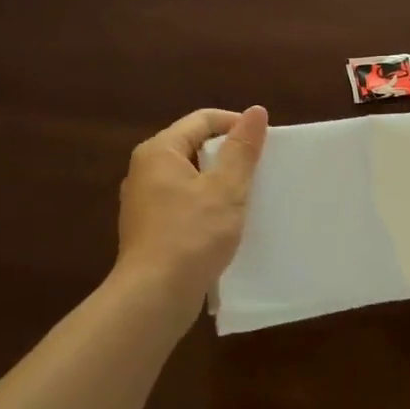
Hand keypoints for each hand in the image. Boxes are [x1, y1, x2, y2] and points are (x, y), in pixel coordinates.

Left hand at [115, 106, 267, 313]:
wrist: (154, 297)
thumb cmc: (192, 235)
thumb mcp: (226, 188)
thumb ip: (242, 148)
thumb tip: (256, 111)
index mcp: (159, 152)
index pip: (202, 120)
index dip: (236, 125)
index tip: (265, 143)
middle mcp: (145, 171)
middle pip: (194, 147)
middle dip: (229, 155)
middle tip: (260, 170)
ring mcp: (144, 202)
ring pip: (190, 177)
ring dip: (219, 182)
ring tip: (248, 196)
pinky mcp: (150, 229)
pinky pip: (184, 203)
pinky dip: (206, 205)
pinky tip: (226, 223)